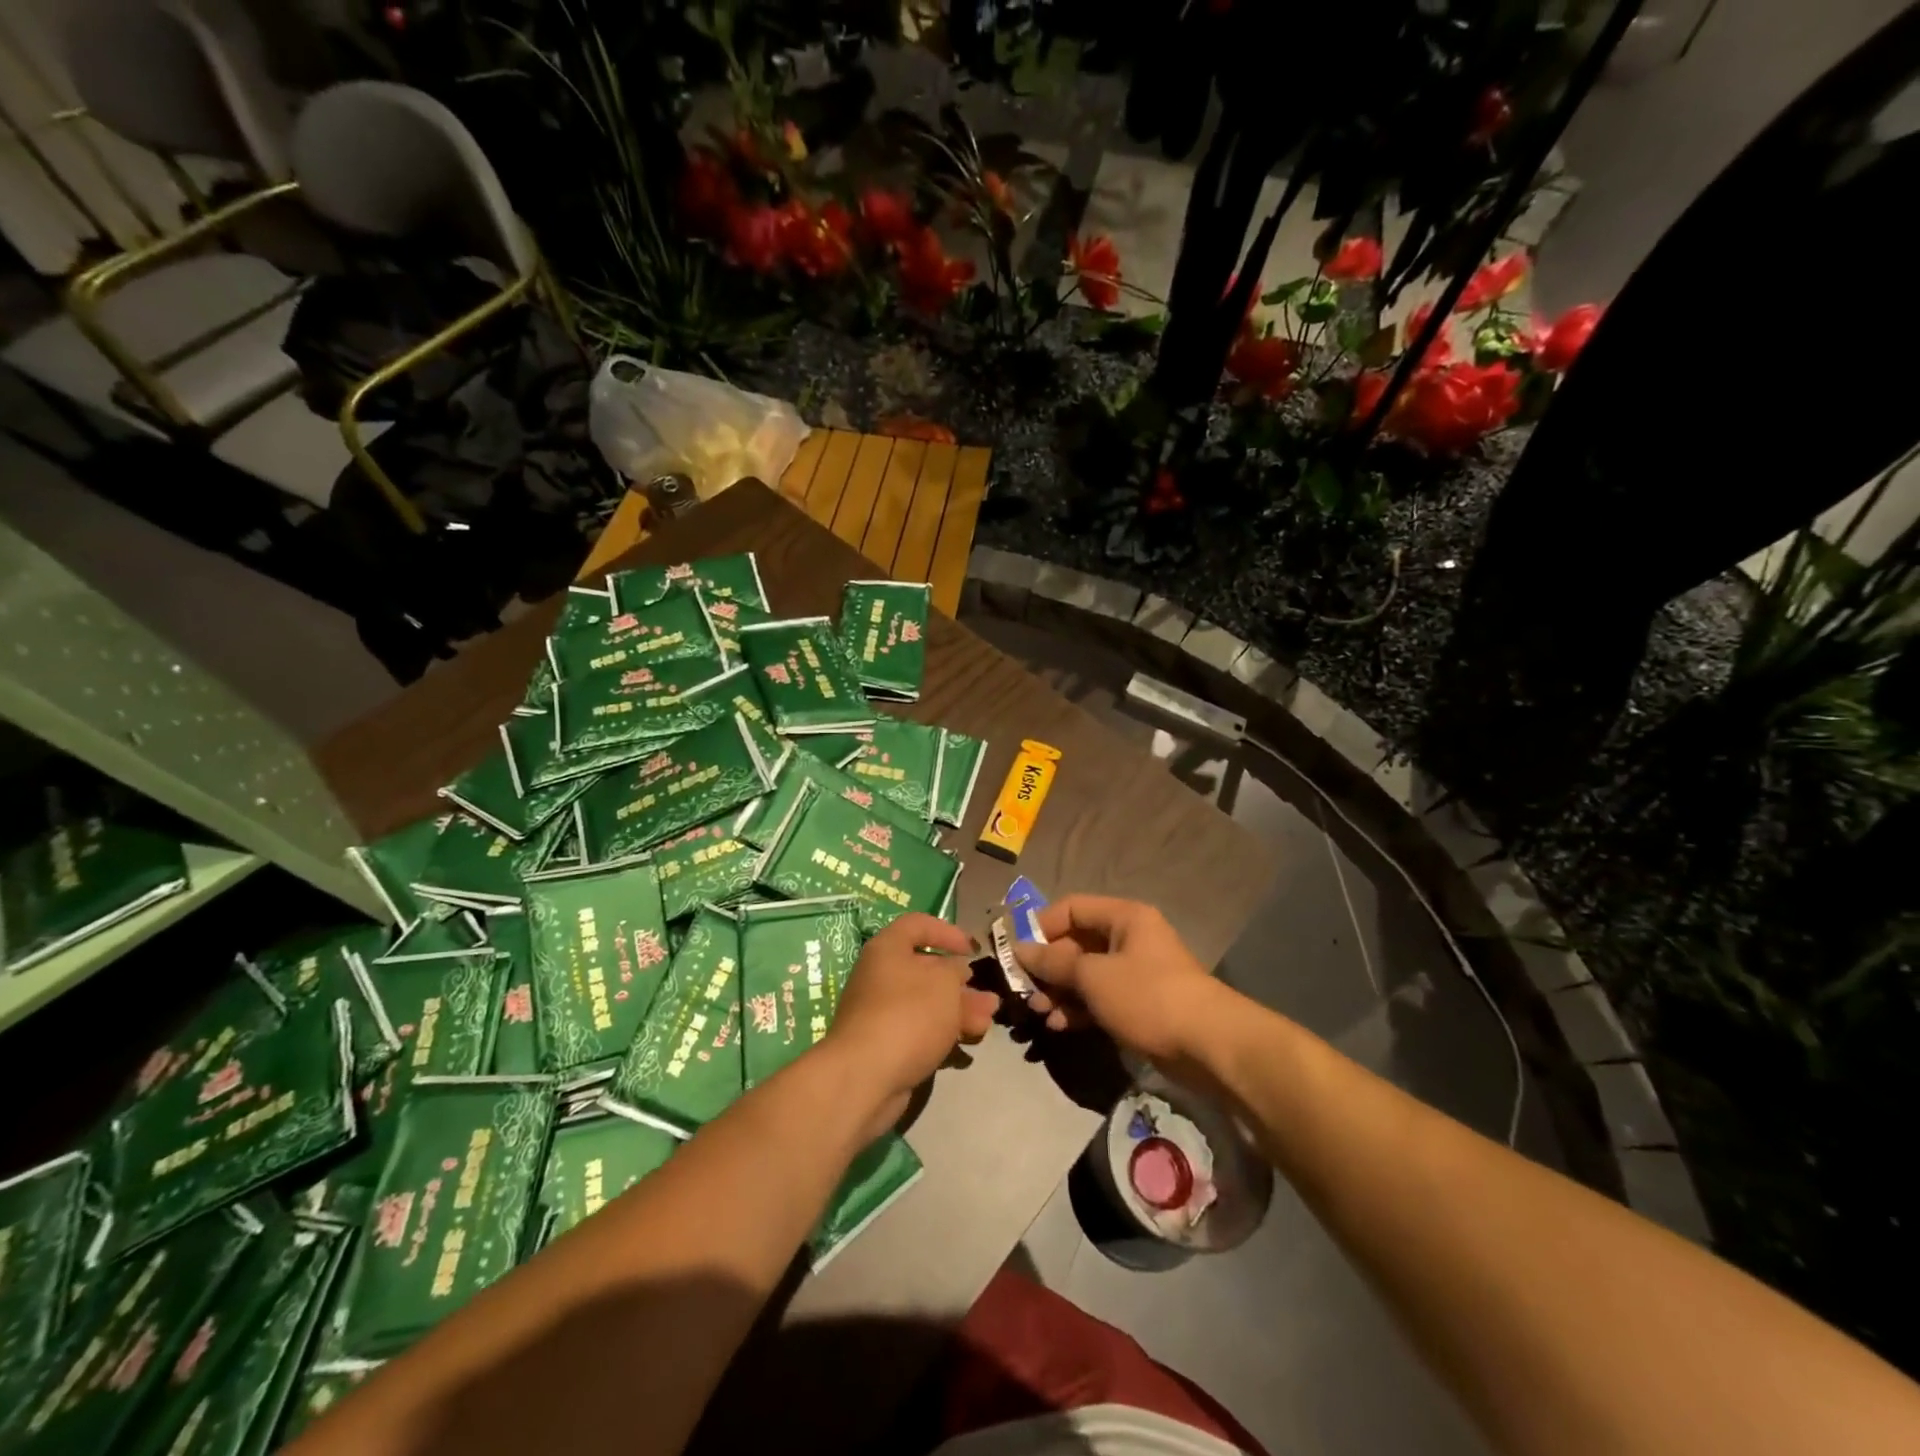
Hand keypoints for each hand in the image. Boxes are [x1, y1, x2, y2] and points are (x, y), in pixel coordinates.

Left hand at [824, 913, 999, 1139]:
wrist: (866, 1076)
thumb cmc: (908, 1014)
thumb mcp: (944, 982)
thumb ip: (957, 970)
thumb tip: (957, 970)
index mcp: (888, 949)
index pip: (917, 925)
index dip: (947, 932)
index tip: (972, 949)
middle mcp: (881, 976)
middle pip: (926, 969)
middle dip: (960, 983)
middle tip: (987, 997)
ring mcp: (882, 1012)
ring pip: (927, 1003)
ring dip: (959, 1010)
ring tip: (987, 1022)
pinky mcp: (887, 1044)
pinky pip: (920, 1029)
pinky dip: (944, 1032)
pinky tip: (968, 1042)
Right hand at [1013, 896, 1217, 1072]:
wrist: (1208, 1046)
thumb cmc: (1147, 996)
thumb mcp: (1093, 976)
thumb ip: (1054, 962)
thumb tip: (1020, 949)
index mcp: (1124, 917)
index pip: (1071, 908)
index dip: (1041, 927)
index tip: (1017, 953)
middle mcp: (1130, 938)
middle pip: (1077, 943)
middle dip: (1048, 967)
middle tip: (1025, 991)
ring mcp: (1136, 973)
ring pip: (1086, 974)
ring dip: (1060, 992)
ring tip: (1040, 1013)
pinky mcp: (1140, 1004)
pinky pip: (1100, 998)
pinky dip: (1079, 1009)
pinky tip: (1059, 1026)